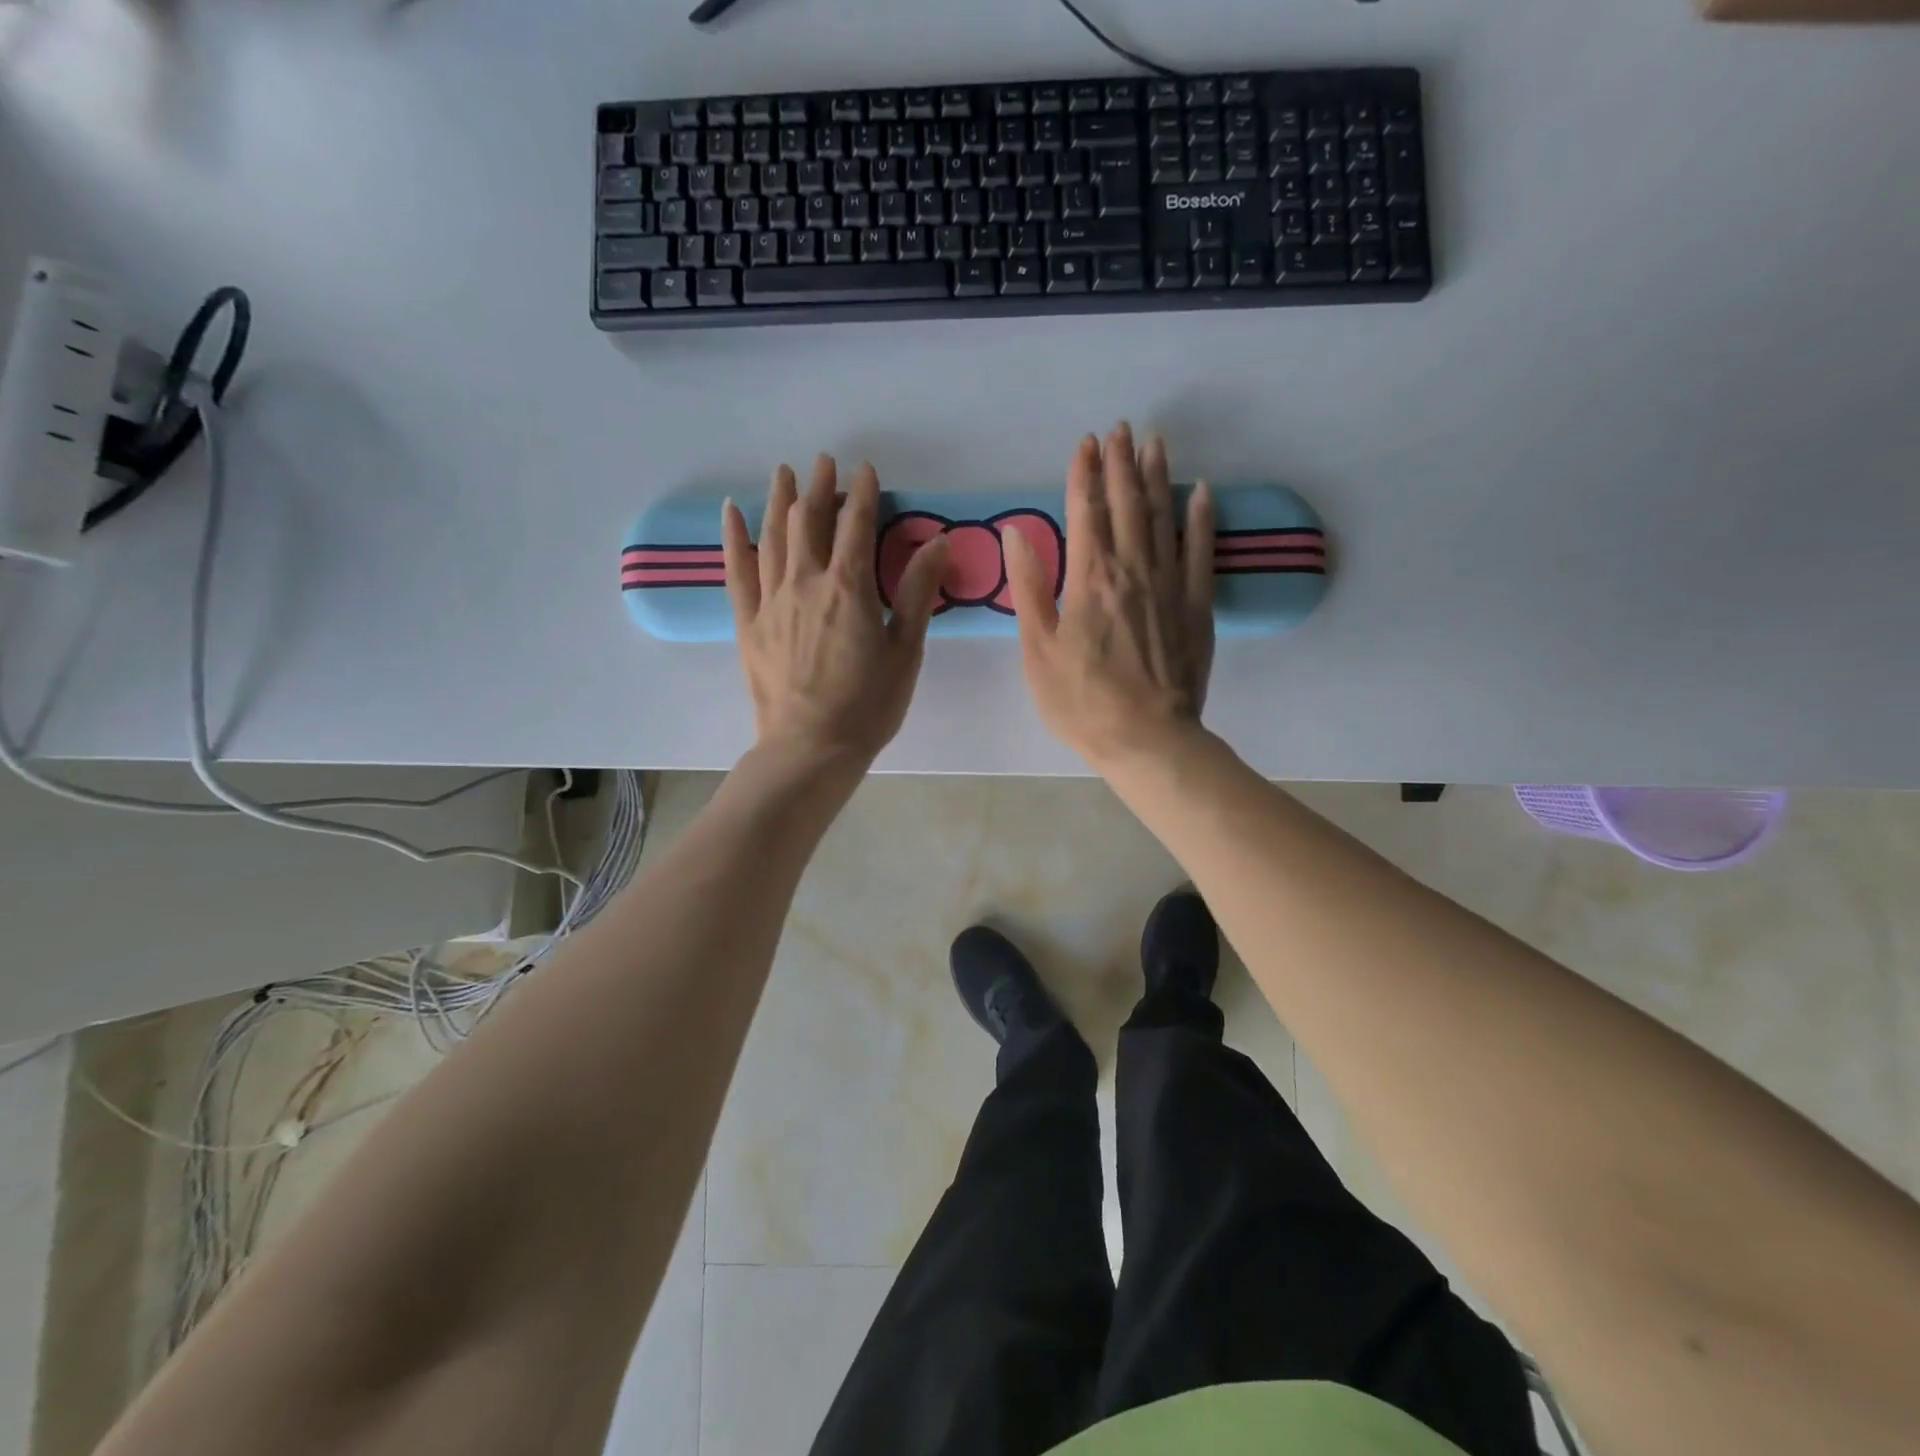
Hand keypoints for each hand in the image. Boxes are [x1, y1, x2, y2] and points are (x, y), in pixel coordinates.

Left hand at [723, 456, 948, 767]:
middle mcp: (806, 582)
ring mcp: (771, 601)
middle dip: (820, 487)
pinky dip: (734, 538)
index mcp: (849, 588)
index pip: (857, 524)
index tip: (867, 470)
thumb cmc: (868, 706)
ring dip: (780, 500)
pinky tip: (732, 512)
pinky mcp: (748, 622)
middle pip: (810, 521)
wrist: (811, 748)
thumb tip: (938, 541)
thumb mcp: (905, 652)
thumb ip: (916, 593)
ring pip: (773, 536)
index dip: (863, 493)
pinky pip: (737, 571)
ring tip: (785, 472)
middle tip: (825, 462)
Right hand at [1003, 424, 1214, 771]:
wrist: (1148, 739)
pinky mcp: (1197, 606)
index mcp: (1089, 579)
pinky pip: (1200, 551)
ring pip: (1162, 518)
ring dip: (1156, 477)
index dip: (1083, 474)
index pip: (1084, 512)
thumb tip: (1017, 533)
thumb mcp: (1039, 650)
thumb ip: (1030, 588)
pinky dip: (1200, 518)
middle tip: (1119, 429)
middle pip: (1126, 505)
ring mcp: (1169, 585)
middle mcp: (1132, 570)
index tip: (1084, 442)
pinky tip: (1200, 491)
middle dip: (1120, 464)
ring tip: (1153, 442)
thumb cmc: (1082, 702)